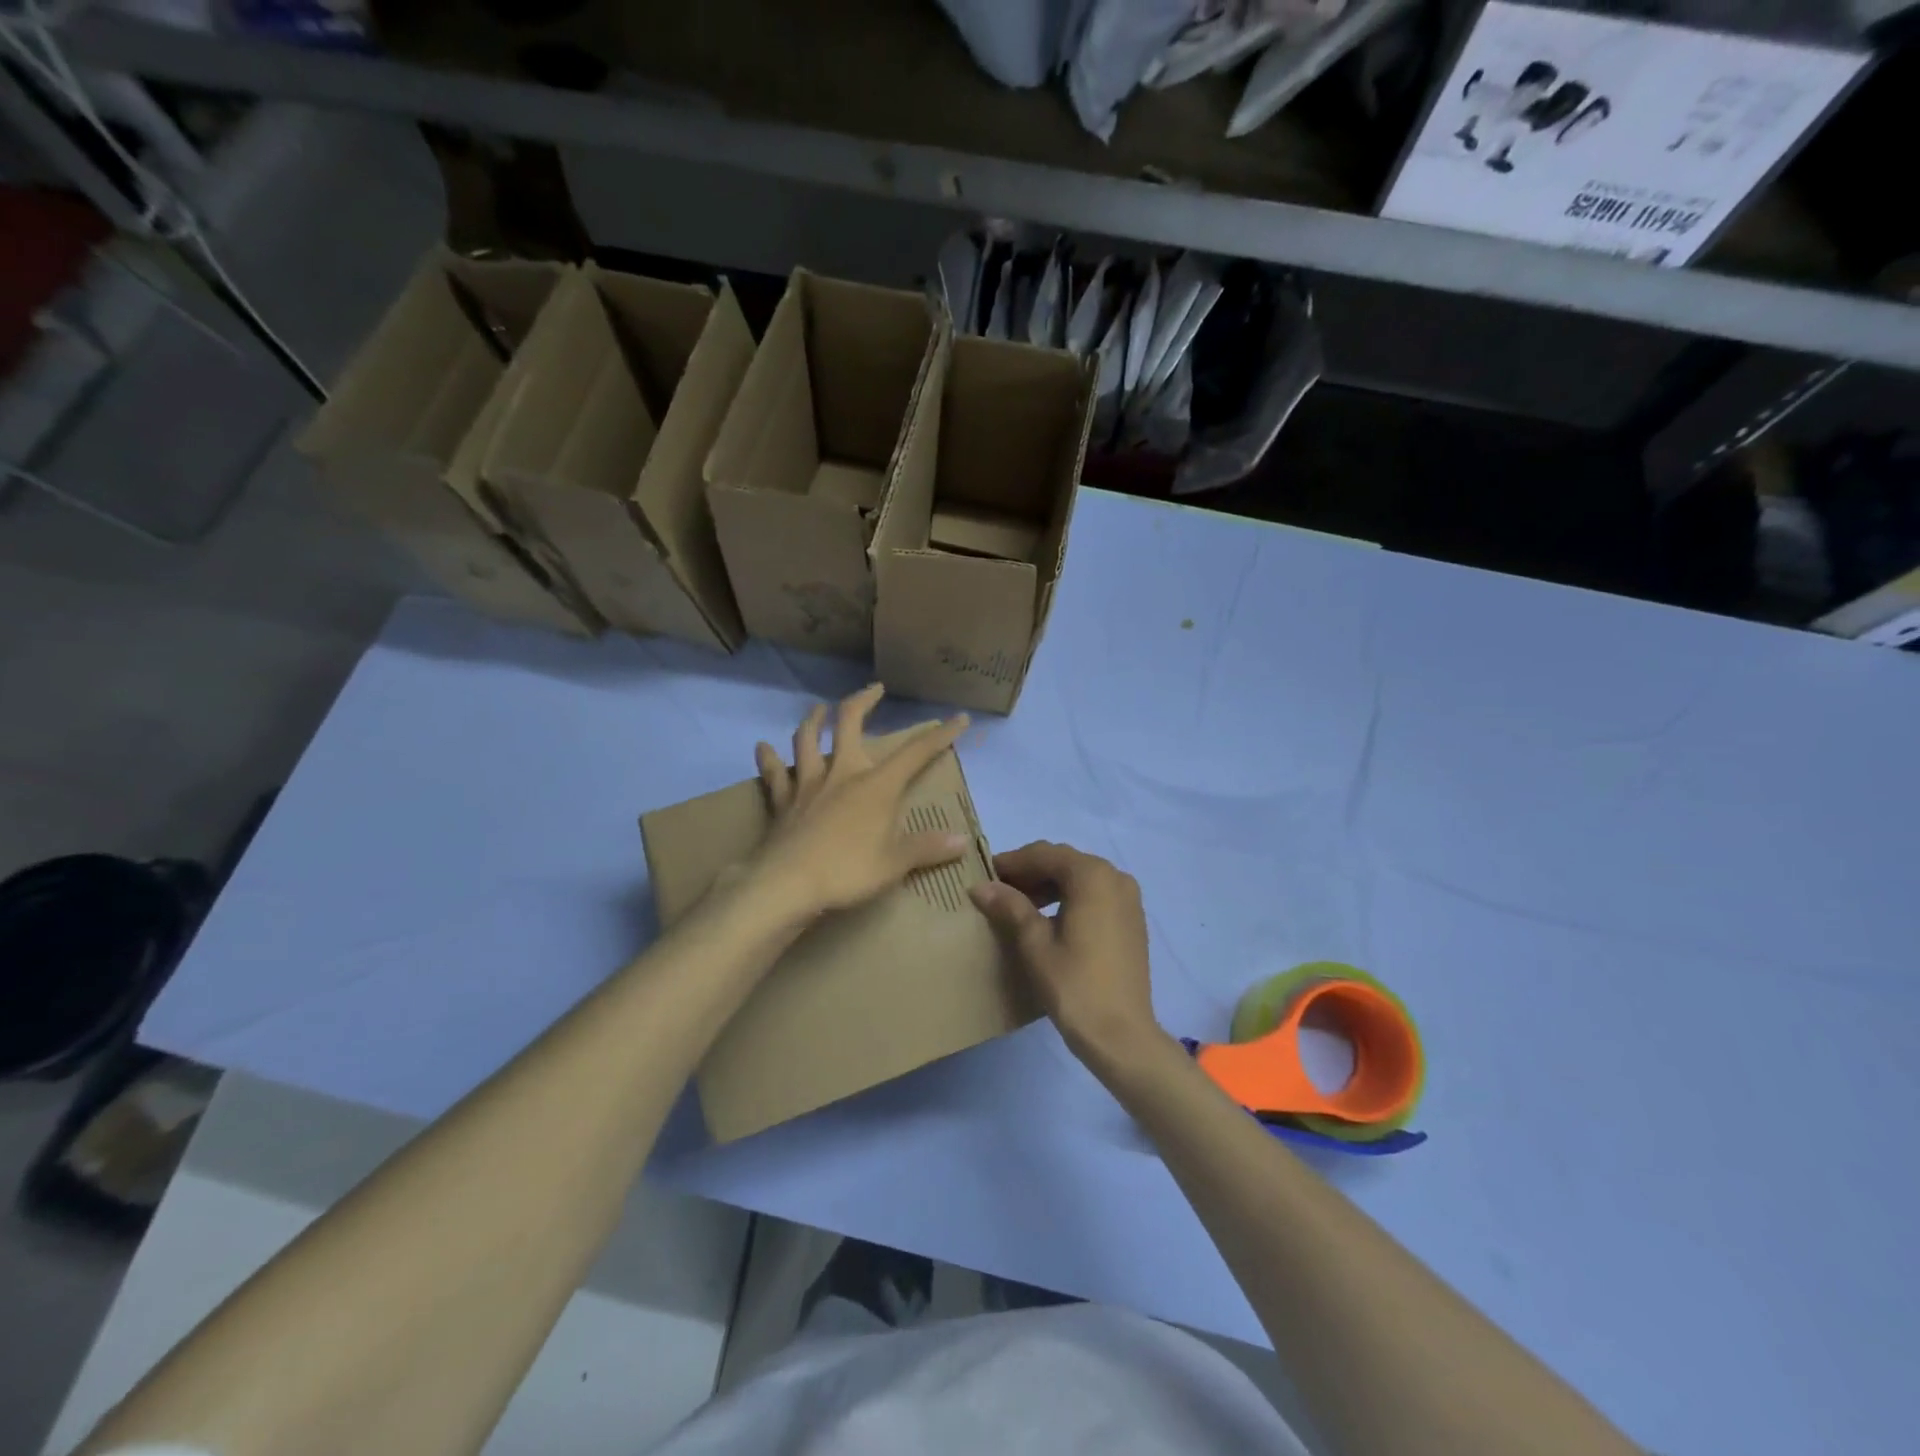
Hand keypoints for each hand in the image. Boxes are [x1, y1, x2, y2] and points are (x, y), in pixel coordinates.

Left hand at [750, 685, 970, 920]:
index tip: (958, 719)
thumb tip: (962, 842)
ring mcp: (808, 784)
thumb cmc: (847, 871)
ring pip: (807, 739)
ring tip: (819, 709)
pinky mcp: (782, 801)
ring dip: (814, 720)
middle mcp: (842, 773)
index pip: (916, 753)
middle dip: (864, 701)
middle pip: (850, 723)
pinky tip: (763, 747)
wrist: (786, 883)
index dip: (940, 735)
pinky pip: (774, 773)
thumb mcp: (895, 864)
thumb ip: (927, 848)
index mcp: (876, 785)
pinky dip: (768, 758)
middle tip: (875, 689)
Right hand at [968, 842, 1166, 1073]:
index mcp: (1092, 875)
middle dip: (1030, 872)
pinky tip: (1048, 918)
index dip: (1012, 862)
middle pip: (1064, 862)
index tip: (984, 874)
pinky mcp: (1132, 918)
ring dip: (1048, 885)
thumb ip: (1010, 907)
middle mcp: (1115, 876)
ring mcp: (1128, 897)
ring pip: (1080, 877)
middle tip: (998, 890)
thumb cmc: (1074, 985)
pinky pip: (1095, 894)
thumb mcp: (1035, 943)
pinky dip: (1069, 897)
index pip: (1043, 854)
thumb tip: (980, 886)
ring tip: (1018, 905)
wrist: (1122, 1035)